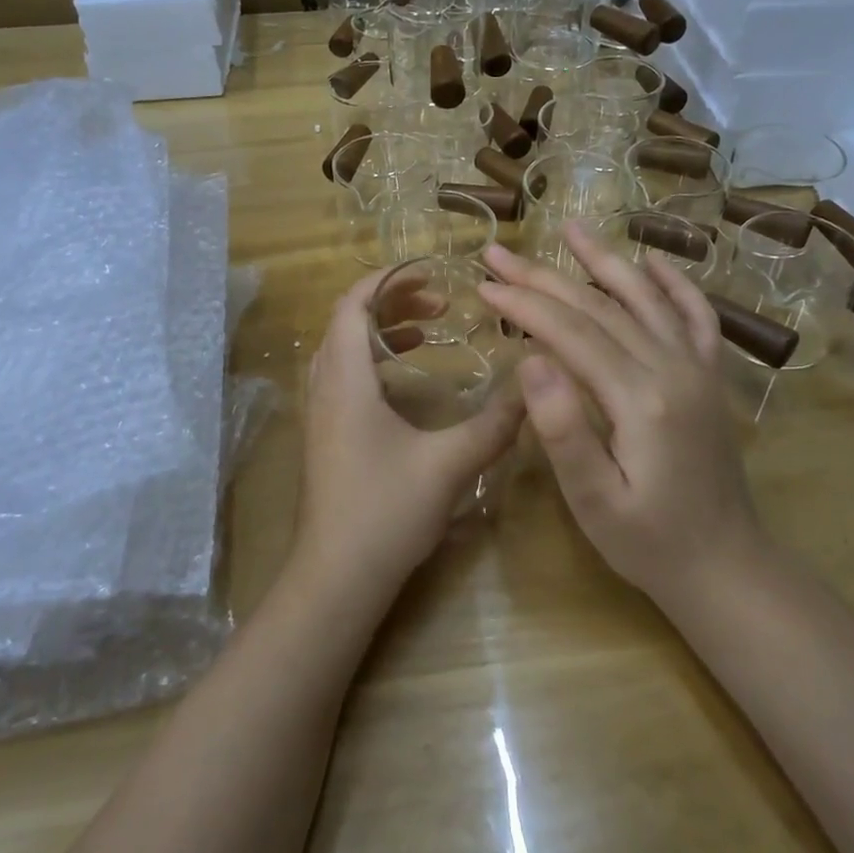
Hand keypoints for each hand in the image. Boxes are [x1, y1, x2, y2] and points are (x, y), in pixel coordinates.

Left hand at [297, 270, 524, 598]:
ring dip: (382, 332)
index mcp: (345, 379)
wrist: (336, 578)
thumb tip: (533, 388)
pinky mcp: (326, 437)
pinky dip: (374, 362)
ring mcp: (320, 414)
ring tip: (428, 331)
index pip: (353, 304)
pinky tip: (407, 382)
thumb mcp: (449, 463)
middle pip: (347, 322)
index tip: (430, 274)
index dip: (388, 280)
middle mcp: (325, 387)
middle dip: (392, 302)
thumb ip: (493, 424)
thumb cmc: (385, 511)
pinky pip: (344, 377)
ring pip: (344, 350)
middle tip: (439, 304)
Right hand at [478, 225, 757, 601]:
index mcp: (640, 398)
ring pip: (645, 298)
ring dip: (604, 260)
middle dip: (543, 277)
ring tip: (570, 227)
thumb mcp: (594, 500)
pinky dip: (674, 283)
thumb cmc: (648, 541)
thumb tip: (530, 359)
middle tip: (498, 252)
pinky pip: (696, 315)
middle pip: (600, 306)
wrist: (726, 566)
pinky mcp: (711, 377)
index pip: (571, 332)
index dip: (524, 304)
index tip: (483, 285)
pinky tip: (653, 262)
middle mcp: (673, 367)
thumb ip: (563, 429)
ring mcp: (698, 368)